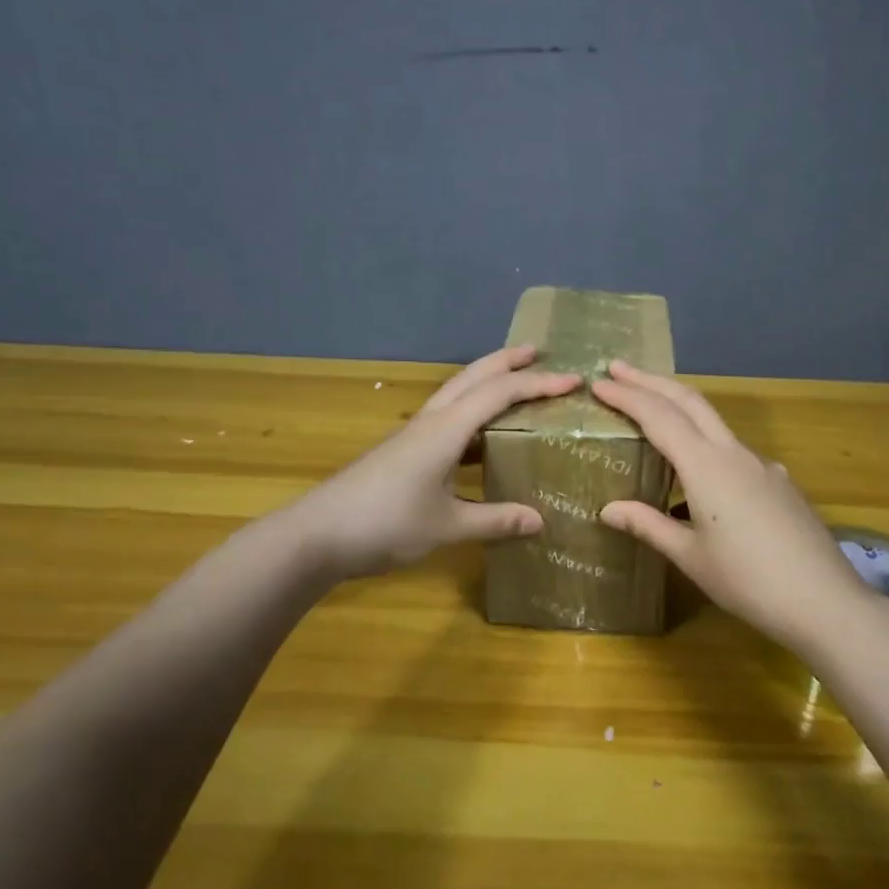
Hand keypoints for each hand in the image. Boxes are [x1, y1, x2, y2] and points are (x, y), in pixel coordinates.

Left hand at [290, 346, 580, 577]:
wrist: (315, 536)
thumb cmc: (383, 524)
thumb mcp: (445, 527)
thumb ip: (494, 520)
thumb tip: (540, 520)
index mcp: (445, 430)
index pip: (499, 394)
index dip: (538, 384)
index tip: (574, 380)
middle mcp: (430, 422)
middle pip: (473, 378)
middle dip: (506, 361)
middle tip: (538, 352)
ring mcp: (413, 435)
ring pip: (456, 394)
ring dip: (487, 382)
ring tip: (516, 384)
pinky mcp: (403, 452)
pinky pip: (447, 419)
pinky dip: (473, 414)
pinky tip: (482, 437)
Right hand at [592, 360, 881, 648]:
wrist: (824, 601)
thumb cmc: (748, 581)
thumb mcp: (691, 557)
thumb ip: (649, 525)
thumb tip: (608, 509)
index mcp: (707, 467)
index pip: (659, 417)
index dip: (627, 396)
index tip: (599, 382)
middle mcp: (735, 453)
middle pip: (690, 401)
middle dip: (652, 381)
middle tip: (618, 368)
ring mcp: (762, 465)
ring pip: (713, 421)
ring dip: (678, 405)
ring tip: (649, 408)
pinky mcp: (779, 482)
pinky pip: (732, 449)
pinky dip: (704, 440)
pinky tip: (697, 472)